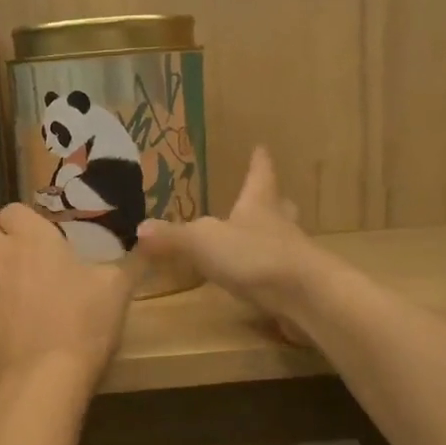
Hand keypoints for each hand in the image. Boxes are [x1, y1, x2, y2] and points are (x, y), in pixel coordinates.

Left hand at [0, 203, 133, 395]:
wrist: (41, 379)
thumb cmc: (82, 324)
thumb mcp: (117, 289)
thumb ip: (129, 260)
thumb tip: (148, 240)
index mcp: (30, 237)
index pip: (14, 211)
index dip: (26, 224)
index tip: (44, 242)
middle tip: (24, 264)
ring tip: (7, 289)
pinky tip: (2, 323)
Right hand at [135, 146, 321, 342]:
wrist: (305, 297)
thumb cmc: (254, 256)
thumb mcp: (203, 242)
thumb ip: (172, 237)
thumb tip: (140, 228)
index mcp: (259, 205)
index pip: (259, 175)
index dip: (259, 162)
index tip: (261, 147)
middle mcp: (279, 226)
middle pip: (279, 207)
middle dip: (272, 202)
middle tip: (269, 197)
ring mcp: (292, 257)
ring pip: (283, 240)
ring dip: (271, 238)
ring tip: (256, 241)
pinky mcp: (297, 288)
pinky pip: (280, 275)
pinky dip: (269, 275)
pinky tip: (258, 284)